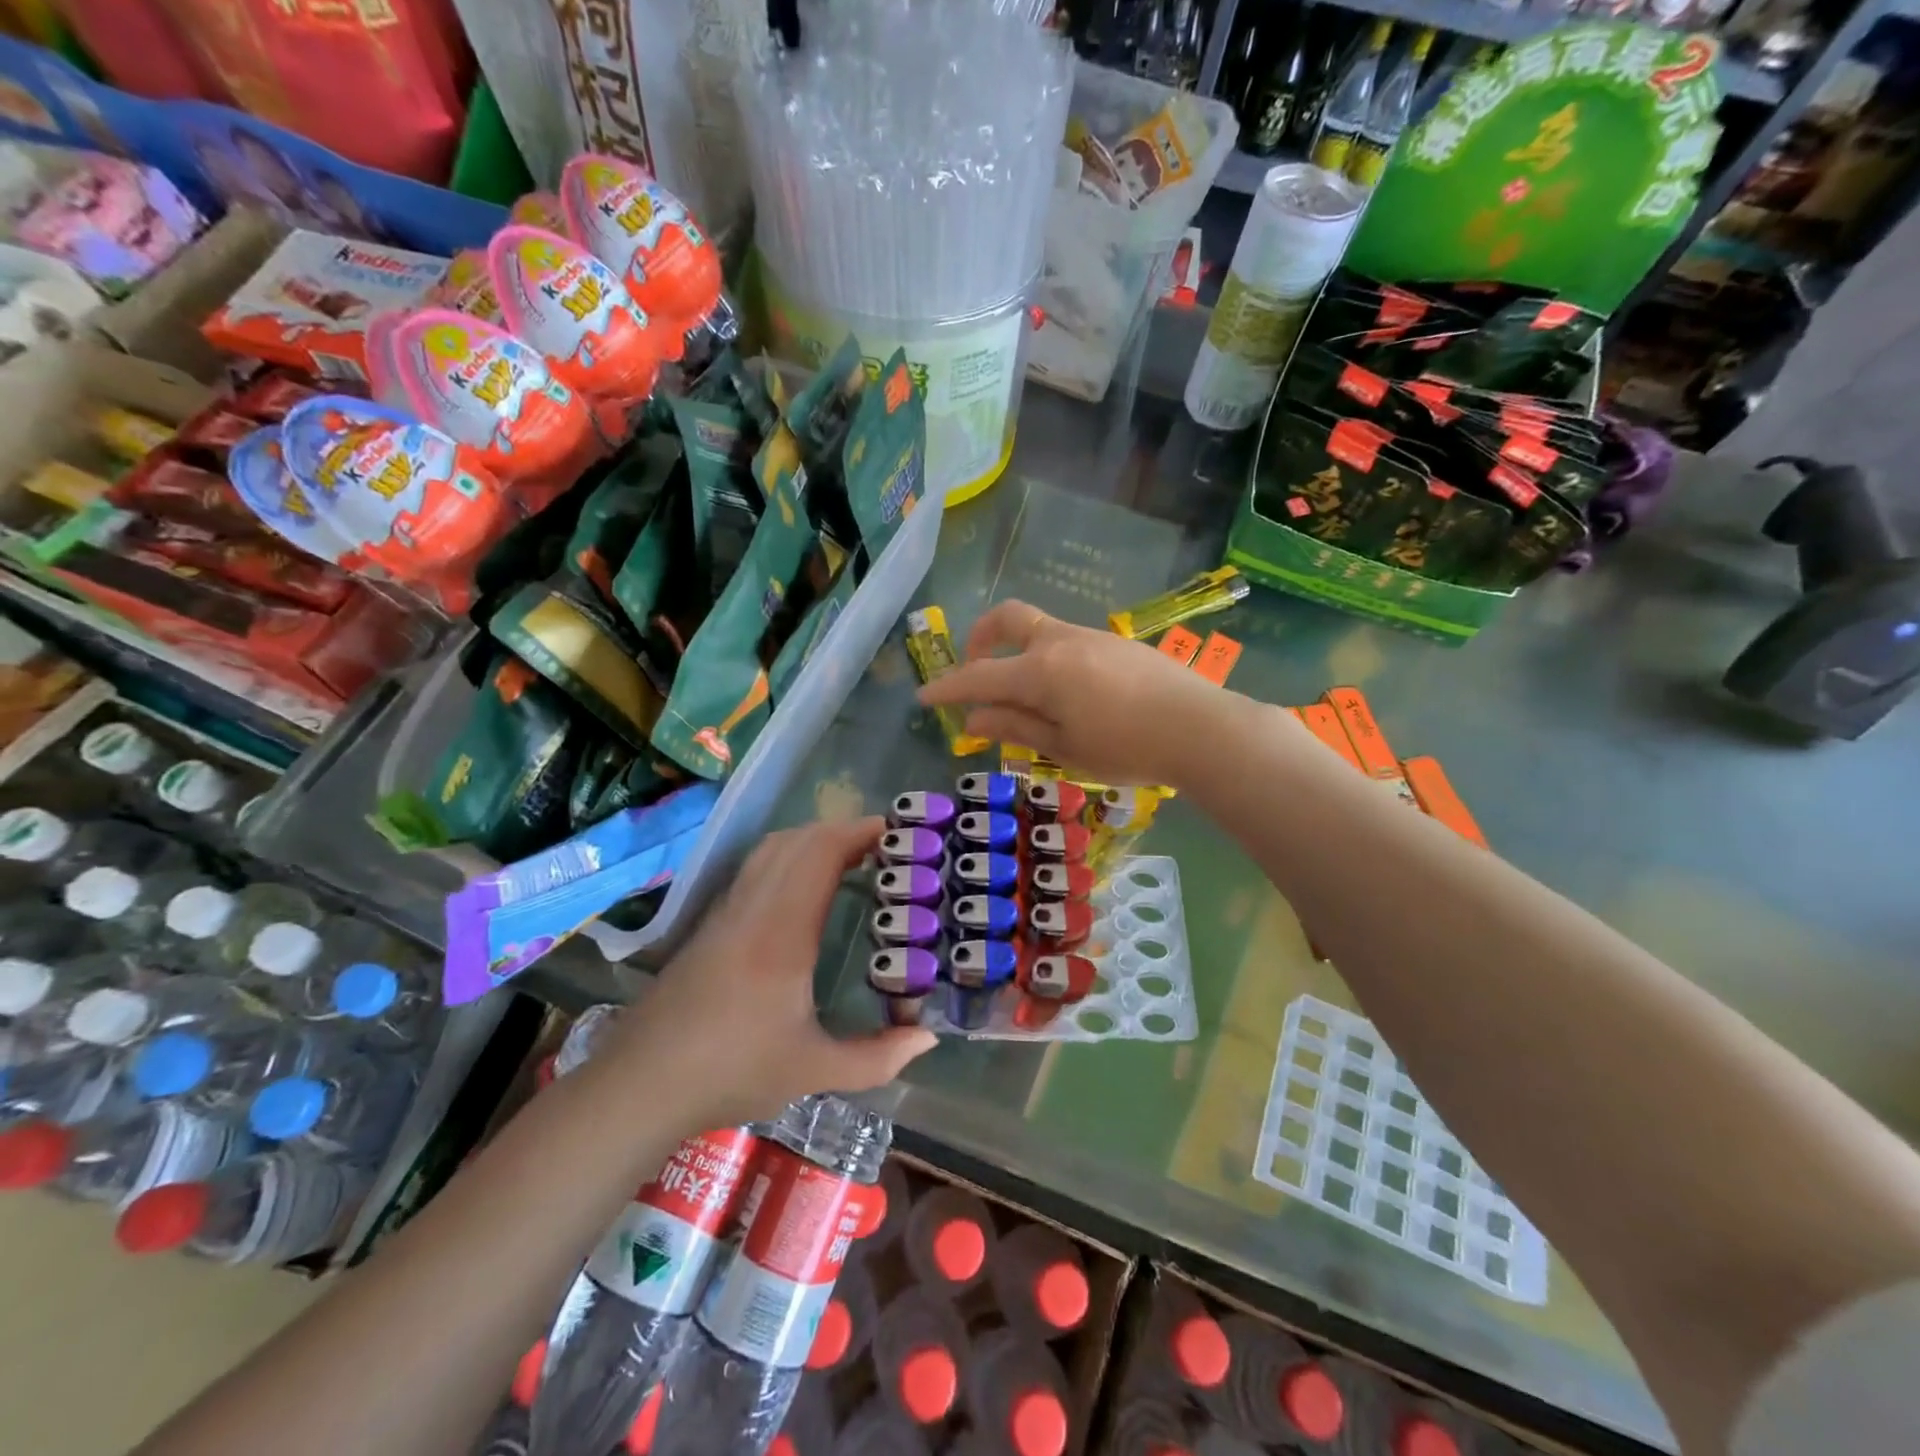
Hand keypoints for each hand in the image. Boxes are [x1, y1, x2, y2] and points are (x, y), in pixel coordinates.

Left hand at [606, 816, 935, 1129]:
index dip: (859, 833)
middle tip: (883, 847)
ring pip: (771, 849)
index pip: (821, 854)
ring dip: (813, 840)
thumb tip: (927, 1039)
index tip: (896, 833)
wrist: (639, 1084)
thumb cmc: (731, 1072)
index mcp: (783, 931)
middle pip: (797, 840)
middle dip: (843, 831)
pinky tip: (804, 886)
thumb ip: (876, 1057)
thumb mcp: (812, 1071)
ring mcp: (727, 912)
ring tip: (851, 857)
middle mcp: (753, 908)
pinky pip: (755, 868)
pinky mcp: (710, 924)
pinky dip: (788, 857)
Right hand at [917, 600, 1230, 787]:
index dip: (947, 687)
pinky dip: (1048, 659)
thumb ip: (1014, 727)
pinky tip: (1066, 695)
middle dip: (981, 638)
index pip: (979, 675)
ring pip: (1040, 631)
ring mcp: (1091, 637)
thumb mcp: (1063, 747)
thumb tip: (971, 720)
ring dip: (1017, 652)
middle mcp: (1061, 641)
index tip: (923, 697)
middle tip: (974, 671)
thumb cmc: (1126, 747)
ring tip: (1024, 697)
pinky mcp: (1116, 643)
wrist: (1201, 728)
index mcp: (1041, 670)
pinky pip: (1067, 642)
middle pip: (1008, 619)